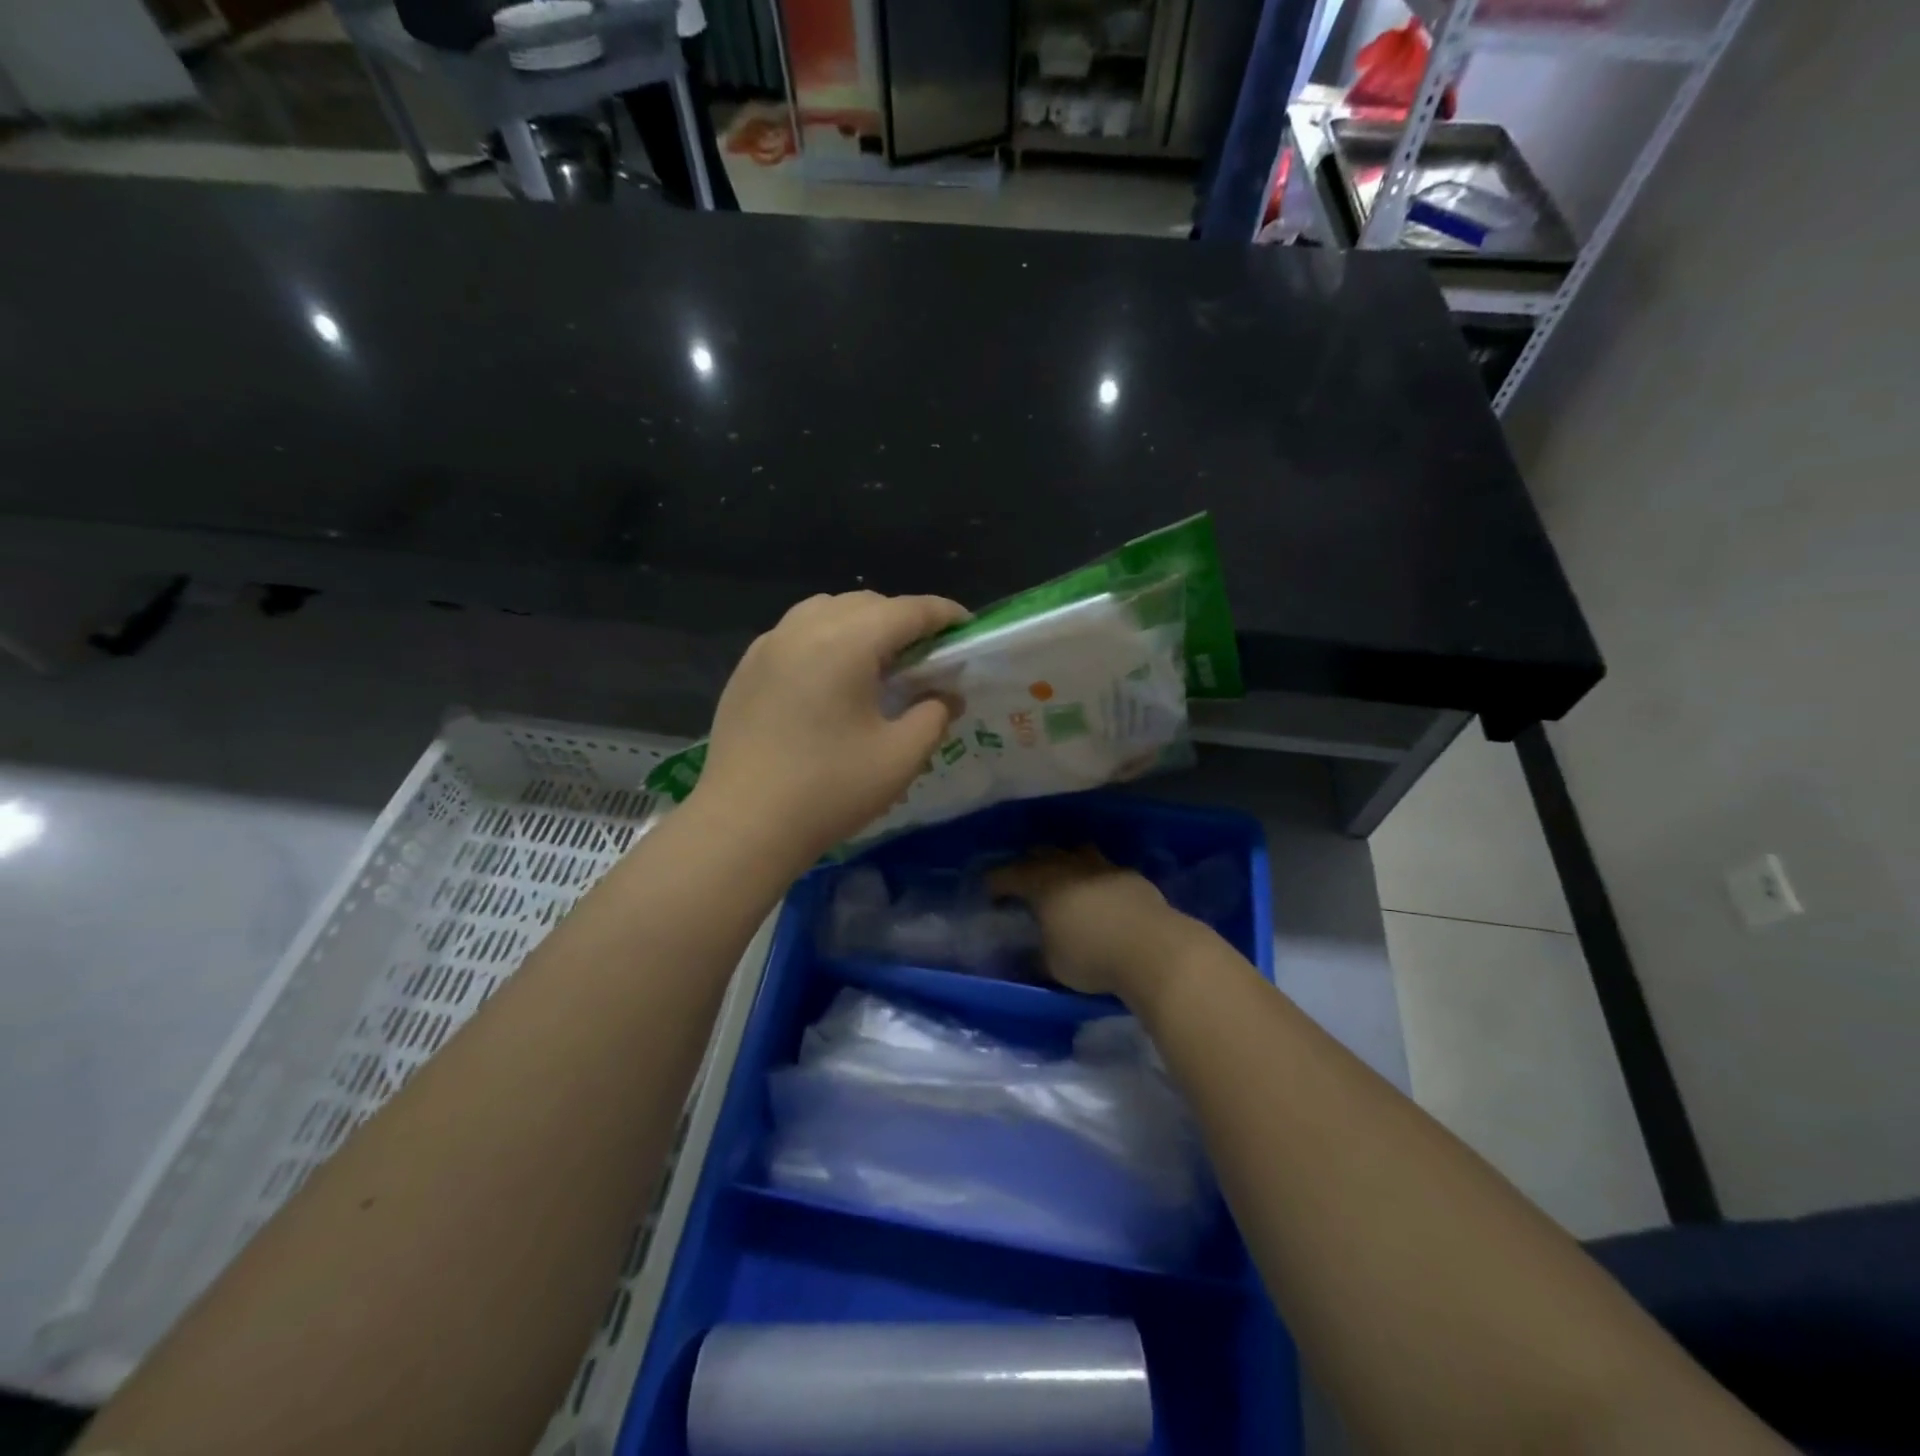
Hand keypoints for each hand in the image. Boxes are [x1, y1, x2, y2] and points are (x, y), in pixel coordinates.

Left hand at [692, 591, 968, 865]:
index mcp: (847, 642)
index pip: (908, 610)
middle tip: (924, 656)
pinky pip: (795, 633)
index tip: (965, 628)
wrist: (744, 825)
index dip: (943, 614)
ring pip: (826, 610)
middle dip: (902, 620)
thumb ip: (933, 716)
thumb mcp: (900, 757)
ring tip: (876, 663)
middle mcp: (804, 628)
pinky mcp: (746, 669)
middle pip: (866, 603)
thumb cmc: (829, 790)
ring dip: (861, 624)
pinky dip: (825, 639)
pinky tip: (830, 679)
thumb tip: (945, 696)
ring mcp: (768, 645)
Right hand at [989, 848, 1192, 1001]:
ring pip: (1076, 852)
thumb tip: (1024, 955)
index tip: (990, 891)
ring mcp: (1102, 867)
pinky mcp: (1130, 876)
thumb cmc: (1092, 957)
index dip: (996, 882)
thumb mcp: (1052, 965)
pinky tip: (1098, 893)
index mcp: (1042, 884)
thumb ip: (1034, 956)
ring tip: (1063, 878)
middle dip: (1028, 865)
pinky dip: (1094, 877)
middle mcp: (1069, 867)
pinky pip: (1104, 868)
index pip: (1009, 875)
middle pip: (1042, 854)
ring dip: (1065, 862)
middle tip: (1024, 882)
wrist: (1154, 949)